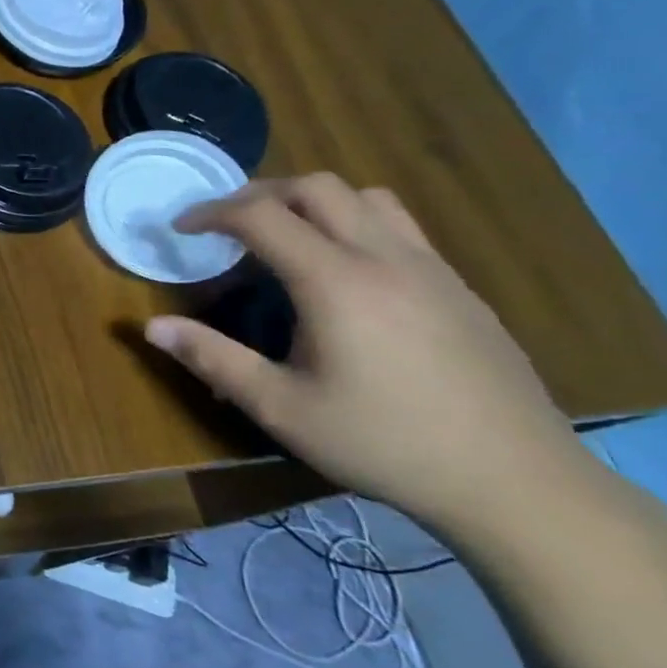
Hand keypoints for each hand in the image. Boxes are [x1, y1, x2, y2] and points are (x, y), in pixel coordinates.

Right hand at [143, 175, 583, 527]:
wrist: (515, 480)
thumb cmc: (383, 443)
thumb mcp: (281, 408)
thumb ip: (213, 359)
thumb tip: (151, 328)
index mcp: (335, 281)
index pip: (261, 215)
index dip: (211, 212)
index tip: (180, 229)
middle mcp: (384, 257)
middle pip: (315, 187)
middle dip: (259, 194)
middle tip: (226, 225)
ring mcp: (430, 268)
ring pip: (365, 197)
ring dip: (312, 201)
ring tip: (284, 235)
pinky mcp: (458, 287)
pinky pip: (399, 226)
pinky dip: (354, 222)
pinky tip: (344, 271)